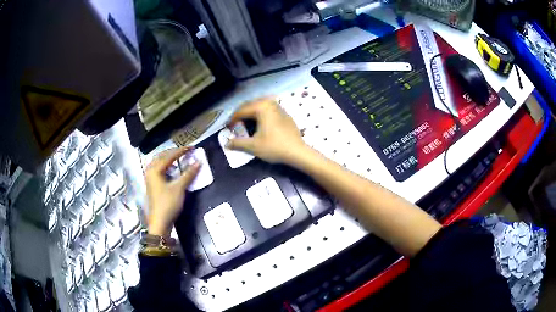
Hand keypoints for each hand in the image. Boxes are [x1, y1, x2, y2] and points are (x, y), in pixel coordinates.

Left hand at [145, 147, 200, 237]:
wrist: (160, 222)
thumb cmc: (168, 204)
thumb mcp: (179, 188)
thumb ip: (188, 174)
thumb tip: (198, 162)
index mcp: (154, 170)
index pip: (169, 156)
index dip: (181, 151)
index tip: (192, 147)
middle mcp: (150, 171)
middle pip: (161, 157)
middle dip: (173, 153)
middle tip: (185, 151)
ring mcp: (150, 179)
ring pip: (159, 163)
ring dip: (169, 159)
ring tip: (179, 158)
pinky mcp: (152, 185)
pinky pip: (158, 170)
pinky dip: (166, 167)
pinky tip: (172, 170)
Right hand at [227, 98, 308, 163]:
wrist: (297, 152)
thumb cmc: (274, 147)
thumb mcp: (253, 146)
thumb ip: (238, 143)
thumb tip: (226, 144)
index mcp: (261, 107)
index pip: (241, 110)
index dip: (232, 119)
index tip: (227, 128)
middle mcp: (270, 103)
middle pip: (250, 105)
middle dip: (241, 114)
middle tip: (235, 125)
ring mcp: (279, 107)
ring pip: (260, 106)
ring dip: (251, 113)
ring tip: (245, 124)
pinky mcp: (285, 114)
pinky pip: (269, 110)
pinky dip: (261, 115)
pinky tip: (260, 124)